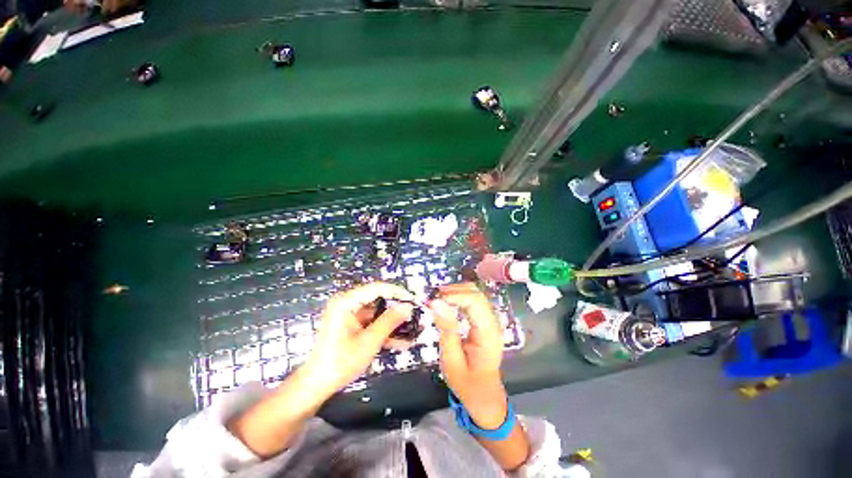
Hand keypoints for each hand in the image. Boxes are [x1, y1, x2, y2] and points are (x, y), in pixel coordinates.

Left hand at [300, 282, 414, 398]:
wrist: (316, 385)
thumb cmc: (340, 362)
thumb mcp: (369, 341)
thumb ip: (390, 321)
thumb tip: (407, 307)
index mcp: (346, 301)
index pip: (378, 288)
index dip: (398, 293)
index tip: (413, 300)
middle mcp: (347, 303)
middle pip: (378, 300)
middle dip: (397, 309)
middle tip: (415, 315)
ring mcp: (348, 315)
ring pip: (377, 313)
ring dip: (393, 323)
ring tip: (412, 329)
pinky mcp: (350, 325)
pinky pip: (371, 323)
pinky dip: (383, 331)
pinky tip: (401, 341)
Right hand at [430, 283, 507, 428]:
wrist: (484, 397)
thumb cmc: (467, 383)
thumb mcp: (452, 360)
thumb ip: (446, 329)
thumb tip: (436, 302)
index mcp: (488, 334)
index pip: (475, 302)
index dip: (455, 295)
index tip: (434, 299)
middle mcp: (493, 323)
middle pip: (477, 294)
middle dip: (455, 290)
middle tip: (434, 296)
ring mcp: (491, 322)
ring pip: (476, 295)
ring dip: (457, 292)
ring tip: (438, 297)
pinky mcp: (486, 322)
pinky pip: (474, 302)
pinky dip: (460, 297)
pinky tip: (448, 302)